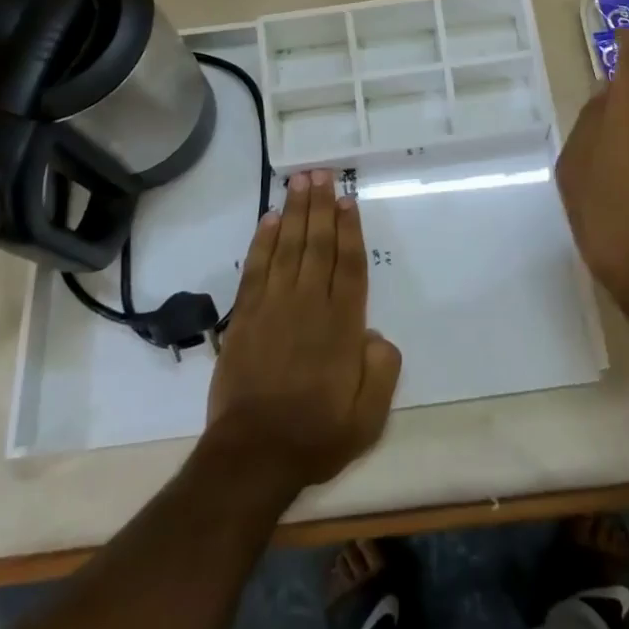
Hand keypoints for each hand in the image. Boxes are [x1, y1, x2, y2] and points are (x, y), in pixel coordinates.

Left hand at [205, 169, 401, 493]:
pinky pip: (256, 268)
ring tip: (299, 180)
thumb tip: (377, 335)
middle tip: (320, 172)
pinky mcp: (246, 317)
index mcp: (342, 325)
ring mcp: (274, 307)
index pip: (348, 264)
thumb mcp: (369, 416)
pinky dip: (263, 241)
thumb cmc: (316, 434)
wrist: (253, 456)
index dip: (349, 229)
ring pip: (288, 247)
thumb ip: (383, 370)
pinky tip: (270, 219)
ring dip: (296, 211)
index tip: (347, 199)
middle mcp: (309, 304)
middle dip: (320, 206)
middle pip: (318, 244)